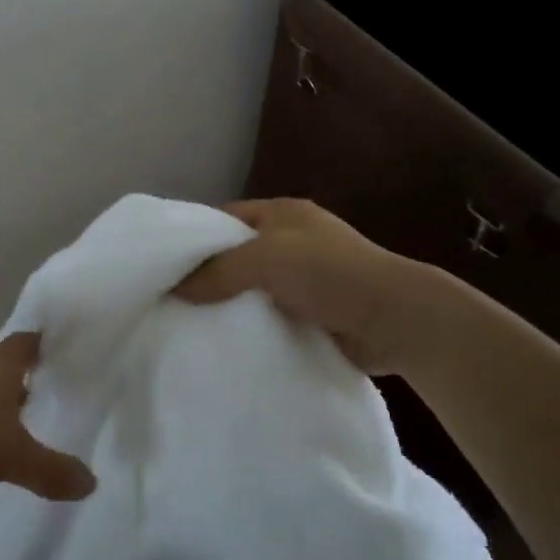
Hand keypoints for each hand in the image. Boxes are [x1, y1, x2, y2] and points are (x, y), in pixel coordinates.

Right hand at [174, 198, 434, 373]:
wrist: (396, 319)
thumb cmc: (329, 273)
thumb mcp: (267, 258)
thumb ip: (219, 270)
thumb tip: (175, 289)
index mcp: (282, 214)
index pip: (225, 218)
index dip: (195, 237)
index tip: (164, 264)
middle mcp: (292, 241)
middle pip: (237, 255)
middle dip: (209, 276)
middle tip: (171, 301)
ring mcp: (306, 279)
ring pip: (253, 289)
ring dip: (231, 306)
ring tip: (190, 327)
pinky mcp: (315, 313)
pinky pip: (271, 317)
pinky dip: (253, 328)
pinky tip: (227, 345)